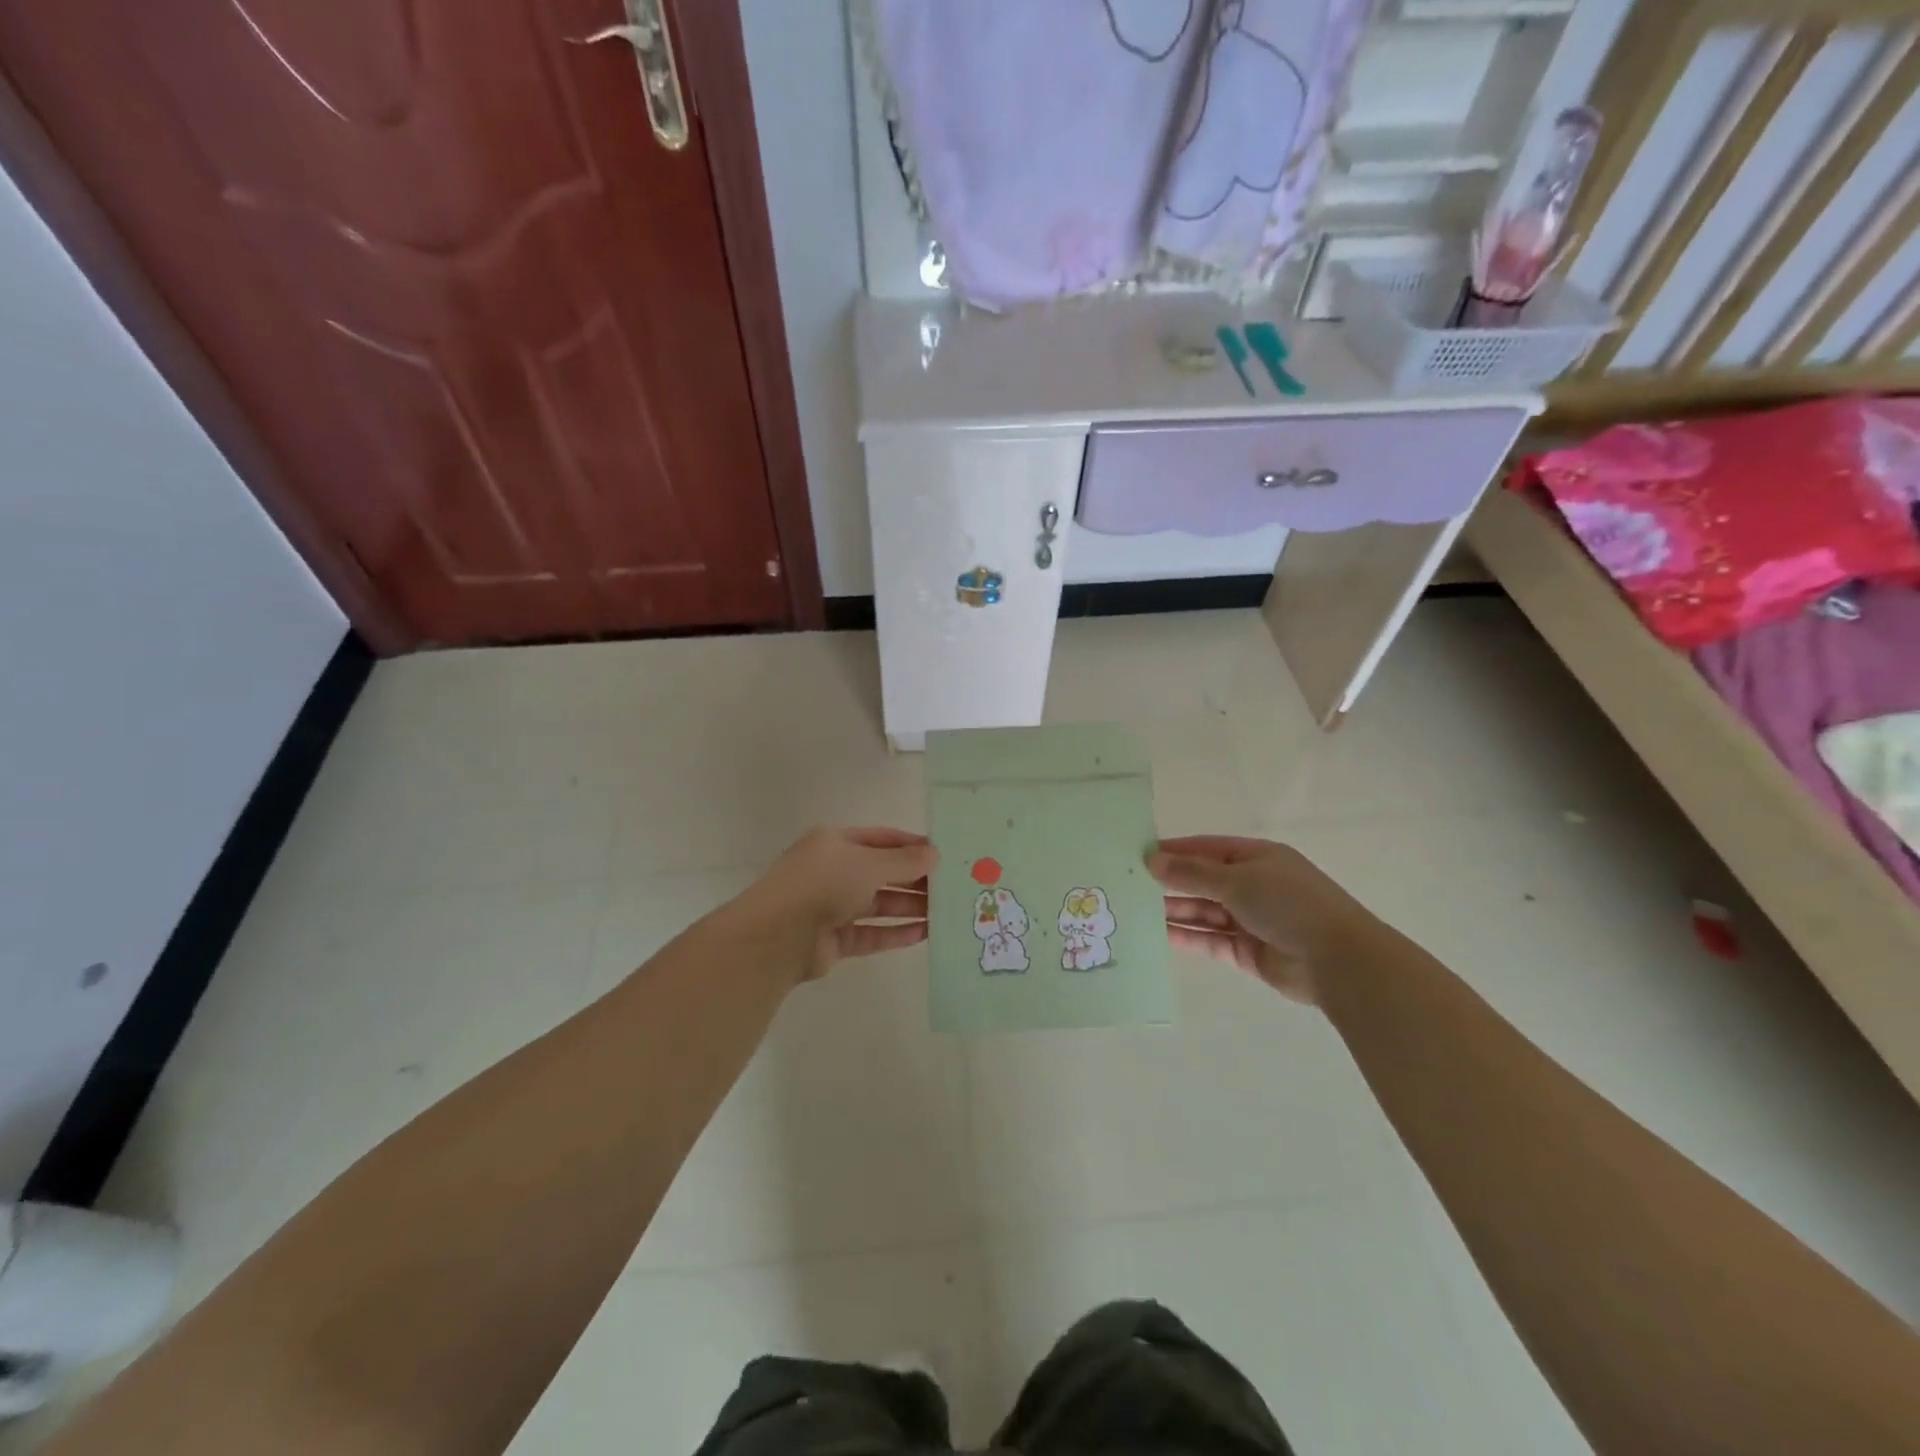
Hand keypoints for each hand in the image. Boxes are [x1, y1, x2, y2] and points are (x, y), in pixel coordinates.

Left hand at [738, 827, 935, 982]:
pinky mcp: (834, 939)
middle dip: (915, 879)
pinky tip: (924, 934)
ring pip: (878, 904)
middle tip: (951, 887)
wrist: (776, 936)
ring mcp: (832, 906)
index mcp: (836, 843)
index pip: (882, 839)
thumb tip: (935, 855)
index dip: (912, 846)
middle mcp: (834, 871)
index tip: (943, 856)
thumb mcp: (868, 864)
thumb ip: (904, 861)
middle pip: (882, 873)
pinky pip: (871, 933)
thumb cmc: (823, 884)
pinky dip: (895, 933)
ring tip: (945, 912)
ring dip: (910, 907)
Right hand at [1148, 835, 1366, 1005]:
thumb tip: (1152, 859)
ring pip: (1204, 912)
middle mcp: (1253, 885)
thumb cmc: (1288, 904)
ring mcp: (1250, 919)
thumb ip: (1192, 873)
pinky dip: (1187, 937)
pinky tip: (1159, 935)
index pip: (1206, 848)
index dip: (1174, 850)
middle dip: (1170, 882)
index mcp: (1256, 857)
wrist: (1338, 960)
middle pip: (1203, 880)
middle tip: (1129, 885)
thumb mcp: (1236, 879)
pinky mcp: (1247, 951)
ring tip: (1136, 910)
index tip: (1139, 854)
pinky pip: (1210, 940)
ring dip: (1175, 910)